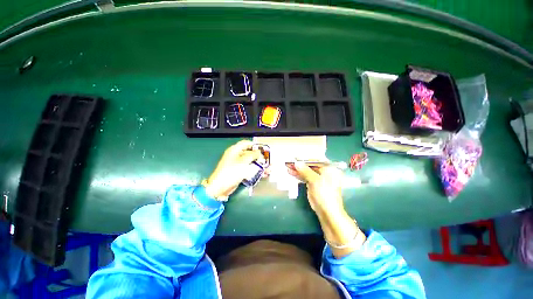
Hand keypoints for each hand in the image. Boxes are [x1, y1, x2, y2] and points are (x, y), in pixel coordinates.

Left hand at [203, 140, 262, 198]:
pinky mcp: (238, 172)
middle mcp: (235, 155)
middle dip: (258, 156)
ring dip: (258, 164)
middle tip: (266, 159)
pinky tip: (261, 173)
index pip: (246, 143)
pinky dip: (254, 170)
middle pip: (249, 153)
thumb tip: (259, 152)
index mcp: (234, 150)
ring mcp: (236, 164)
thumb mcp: (243, 161)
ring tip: (266, 167)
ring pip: (249, 161)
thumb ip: (252, 155)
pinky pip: (248, 168)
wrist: (221, 187)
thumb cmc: (231, 171)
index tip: (263, 148)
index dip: (254, 145)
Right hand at [287, 161, 344, 217]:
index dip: (305, 159)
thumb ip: (305, 170)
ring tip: (287, 167)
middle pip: (310, 166)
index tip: (295, 157)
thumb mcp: (314, 180)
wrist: (327, 211)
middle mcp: (324, 172)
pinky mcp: (314, 185)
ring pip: (307, 172)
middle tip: (289, 162)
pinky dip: (299, 175)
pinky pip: (306, 178)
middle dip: (300, 165)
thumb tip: (296, 162)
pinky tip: (291, 173)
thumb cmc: (324, 193)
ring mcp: (319, 179)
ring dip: (297, 170)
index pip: (316, 160)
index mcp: (329, 169)